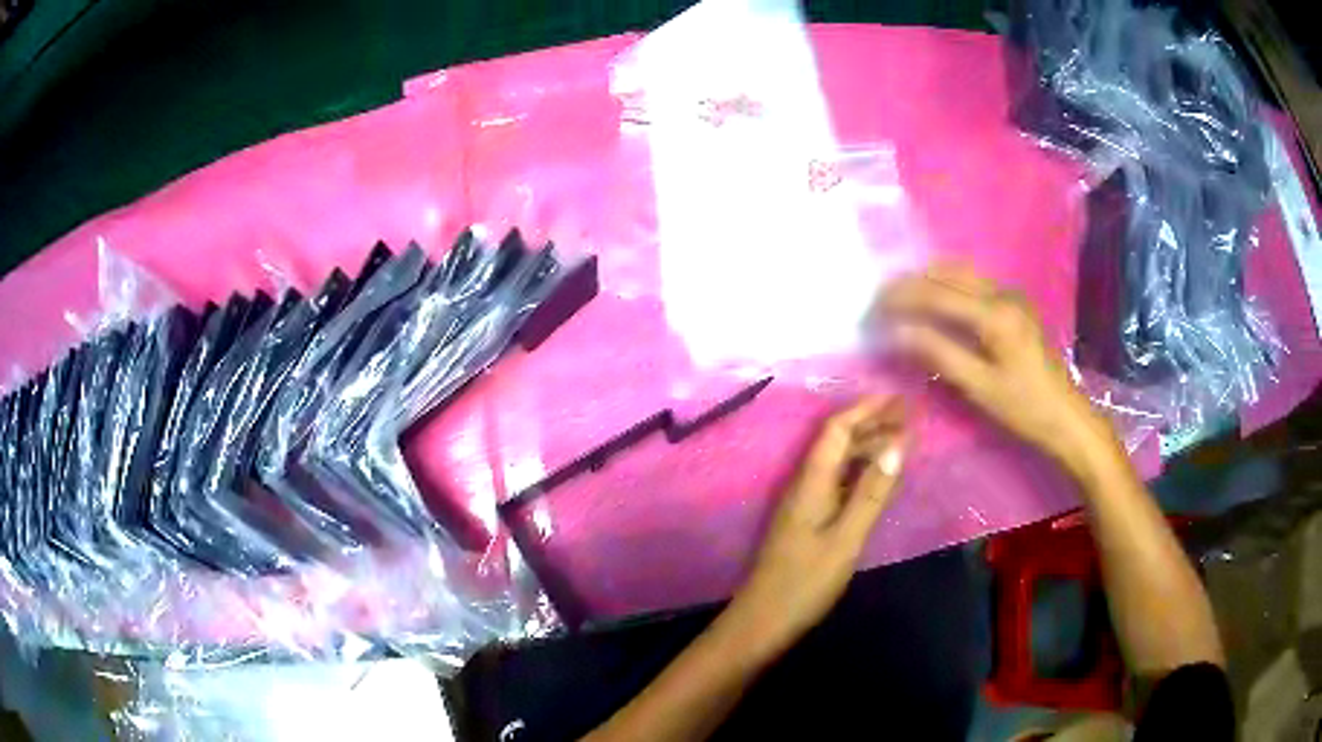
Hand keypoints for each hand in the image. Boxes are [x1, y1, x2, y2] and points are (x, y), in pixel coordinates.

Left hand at [729, 397, 905, 655]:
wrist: (764, 620)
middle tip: (909, 417)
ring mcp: (804, 504)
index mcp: (811, 482)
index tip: (899, 400)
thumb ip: (871, 493)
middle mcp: (805, 485)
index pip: (836, 429)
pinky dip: (860, 472)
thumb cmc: (805, 582)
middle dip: (871, 423)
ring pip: (838, 462)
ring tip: (902, 442)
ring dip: (867, 447)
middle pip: (837, 442)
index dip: (866, 410)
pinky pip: (837, 483)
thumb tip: (898, 444)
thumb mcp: (846, 538)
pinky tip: (878, 480)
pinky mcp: (807, 521)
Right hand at [880, 262, 1118, 481]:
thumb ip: (938, 353)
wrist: (1067, 417)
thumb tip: (896, 331)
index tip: (870, 311)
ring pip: (958, 272)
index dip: (899, 299)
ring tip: (898, 300)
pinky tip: (931, 302)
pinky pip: (971, 282)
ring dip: (926, 280)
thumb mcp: (979, 387)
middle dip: (908, 284)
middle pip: (945, 272)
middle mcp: (1002, 293)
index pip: (935, 293)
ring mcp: (1010, 295)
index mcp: (995, 314)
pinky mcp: (1013, 304)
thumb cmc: (1024, 408)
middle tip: (878, 304)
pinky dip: (944, 285)